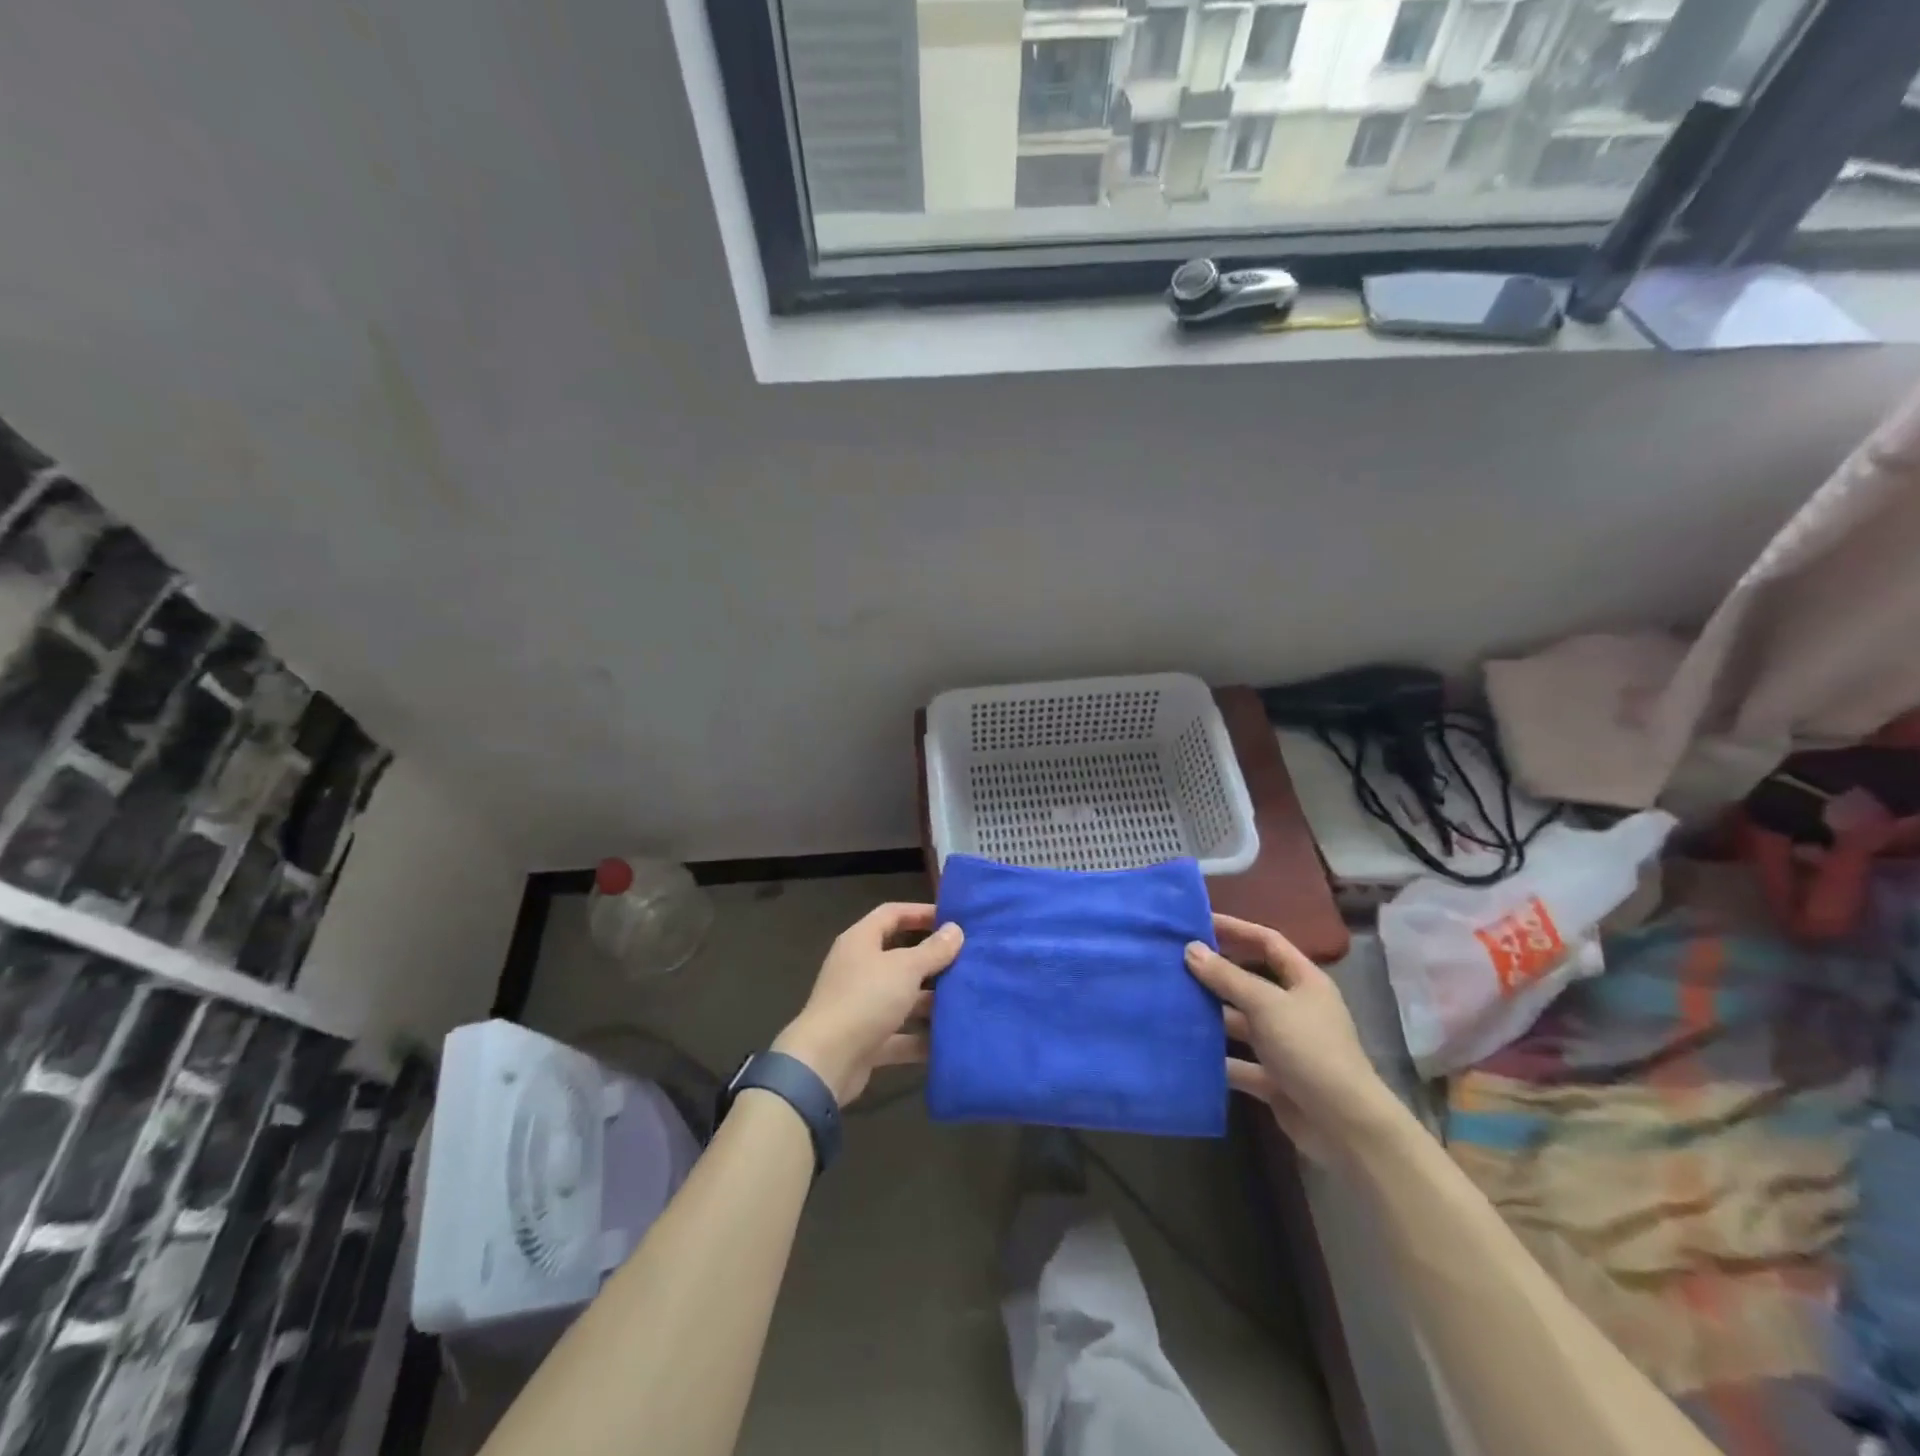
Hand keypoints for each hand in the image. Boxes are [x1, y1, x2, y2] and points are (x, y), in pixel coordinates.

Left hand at [772, 903, 962, 1103]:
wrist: (825, 1062)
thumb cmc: (865, 999)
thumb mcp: (905, 969)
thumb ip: (933, 950)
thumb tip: (955, 929)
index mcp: (861, 941)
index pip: (892, 914)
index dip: (920, 912)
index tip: (952, 919)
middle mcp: (859, 968)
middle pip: (900, 956)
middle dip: (932, 961)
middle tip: (967, 962)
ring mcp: (861, 1005)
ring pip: (902, 997)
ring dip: (930, 1001)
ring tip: (966, 1001)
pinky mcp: (866, 1039)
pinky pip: (900, 1034)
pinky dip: (921, 1038)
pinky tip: (950, 1041)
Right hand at [1184, 913, 1393, 1161]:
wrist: (1345, 1127)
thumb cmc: (1310, 1050)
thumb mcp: (1266, 1005)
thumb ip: (1227, 977)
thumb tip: (1191, 949)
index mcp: (1305, 982)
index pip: (1268, 942)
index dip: (1236, 929)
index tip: (1198, 921)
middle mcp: (1295, 1009)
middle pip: (1250, 982)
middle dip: (1216, 973)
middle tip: (1174, 963)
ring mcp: (1284, 1045)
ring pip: (1240, 1023)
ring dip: (1211, 1016)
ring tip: (1171, 1003)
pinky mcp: (1274, 1079)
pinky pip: (1238, 1062)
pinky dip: (1216, 1058)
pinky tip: (1184, 1051)